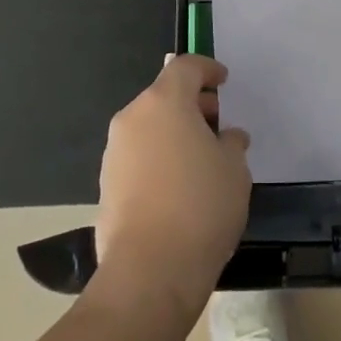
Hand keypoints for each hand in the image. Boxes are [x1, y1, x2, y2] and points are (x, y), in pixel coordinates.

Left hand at [94, 54, 251, 322]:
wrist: (149, 272)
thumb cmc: (201, 206)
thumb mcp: (234, 168)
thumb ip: (230, 143)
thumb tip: (226, 138)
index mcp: (164, 103)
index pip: (184, 67)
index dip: (207, 69)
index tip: (223, 81)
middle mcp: (133, 118)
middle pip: (164, 96)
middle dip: (192, 104)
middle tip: (218, 124)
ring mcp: (114, 152)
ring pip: (149, 127)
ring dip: (174, 133)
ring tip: (202, 160)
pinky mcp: (106, 185)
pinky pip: (138, 156)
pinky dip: (159, 158)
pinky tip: (180, 187)